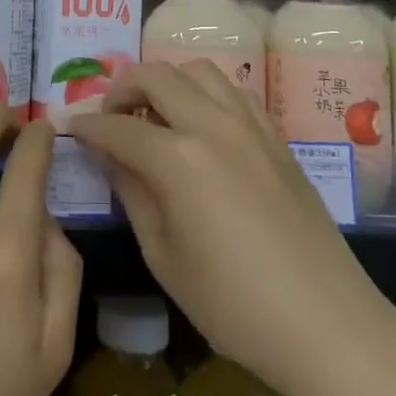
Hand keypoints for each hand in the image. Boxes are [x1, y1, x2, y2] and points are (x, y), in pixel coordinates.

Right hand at [66, 60, 395, 395]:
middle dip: (121, 87)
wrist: (328, 325)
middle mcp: (212, 125)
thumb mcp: (164, 257)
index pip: (117, 126)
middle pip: (156, 75)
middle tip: (109, 117)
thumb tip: (108, 155)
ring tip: (154, 114)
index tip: (67, 125)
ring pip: (197, 69)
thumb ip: (132, 193)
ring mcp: (249, 125)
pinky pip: (232, 91)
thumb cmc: (234, 306)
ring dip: (166, 81)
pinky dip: (205, 93)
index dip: (86, 125)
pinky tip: (200, 126)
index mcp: (178, 159)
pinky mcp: (276, 136)